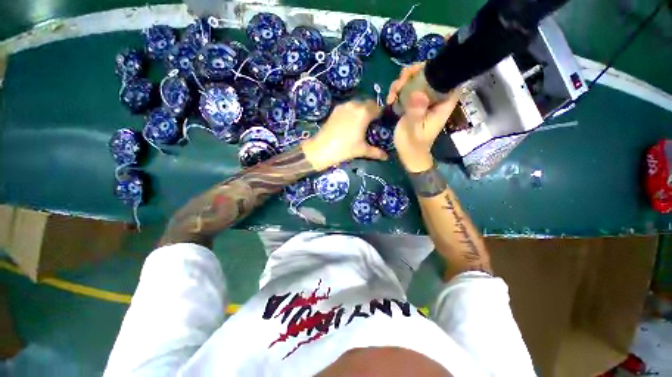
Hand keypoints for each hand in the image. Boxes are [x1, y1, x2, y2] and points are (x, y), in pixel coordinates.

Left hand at [302, 100, 387, 170]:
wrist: (322, 148)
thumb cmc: (345, 149)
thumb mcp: (362, 150)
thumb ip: (376, 152)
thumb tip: (386, 157)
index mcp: (364, 113)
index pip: (378, 108)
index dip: (381, 115)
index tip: (380, 123)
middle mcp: (355, 105)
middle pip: (368, 103)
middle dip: (372, 111)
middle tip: (371, 124)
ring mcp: (344, 106)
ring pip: (358, 104)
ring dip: (362, 110)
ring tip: (360, 123)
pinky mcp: (335, 109)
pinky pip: (348, 107)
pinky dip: (352, 111)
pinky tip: (349, 123)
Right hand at [387, 64, 459, 171]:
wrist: (408, 153)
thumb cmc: (413, 144)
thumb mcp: (413, 129)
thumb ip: (416, 112)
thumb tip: (417, 93)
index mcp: (442, 103)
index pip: (448, 77)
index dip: (437, 67)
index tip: (419, 70)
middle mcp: (435, 98)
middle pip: (430, 74)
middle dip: (414, 73)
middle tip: (400, 82)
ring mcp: (423, 100)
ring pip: (416, 80)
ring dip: (402, 82)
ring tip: (392, 94)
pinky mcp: (413, 103)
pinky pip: (407, 90)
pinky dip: (397, 90)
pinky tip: (389, 99)